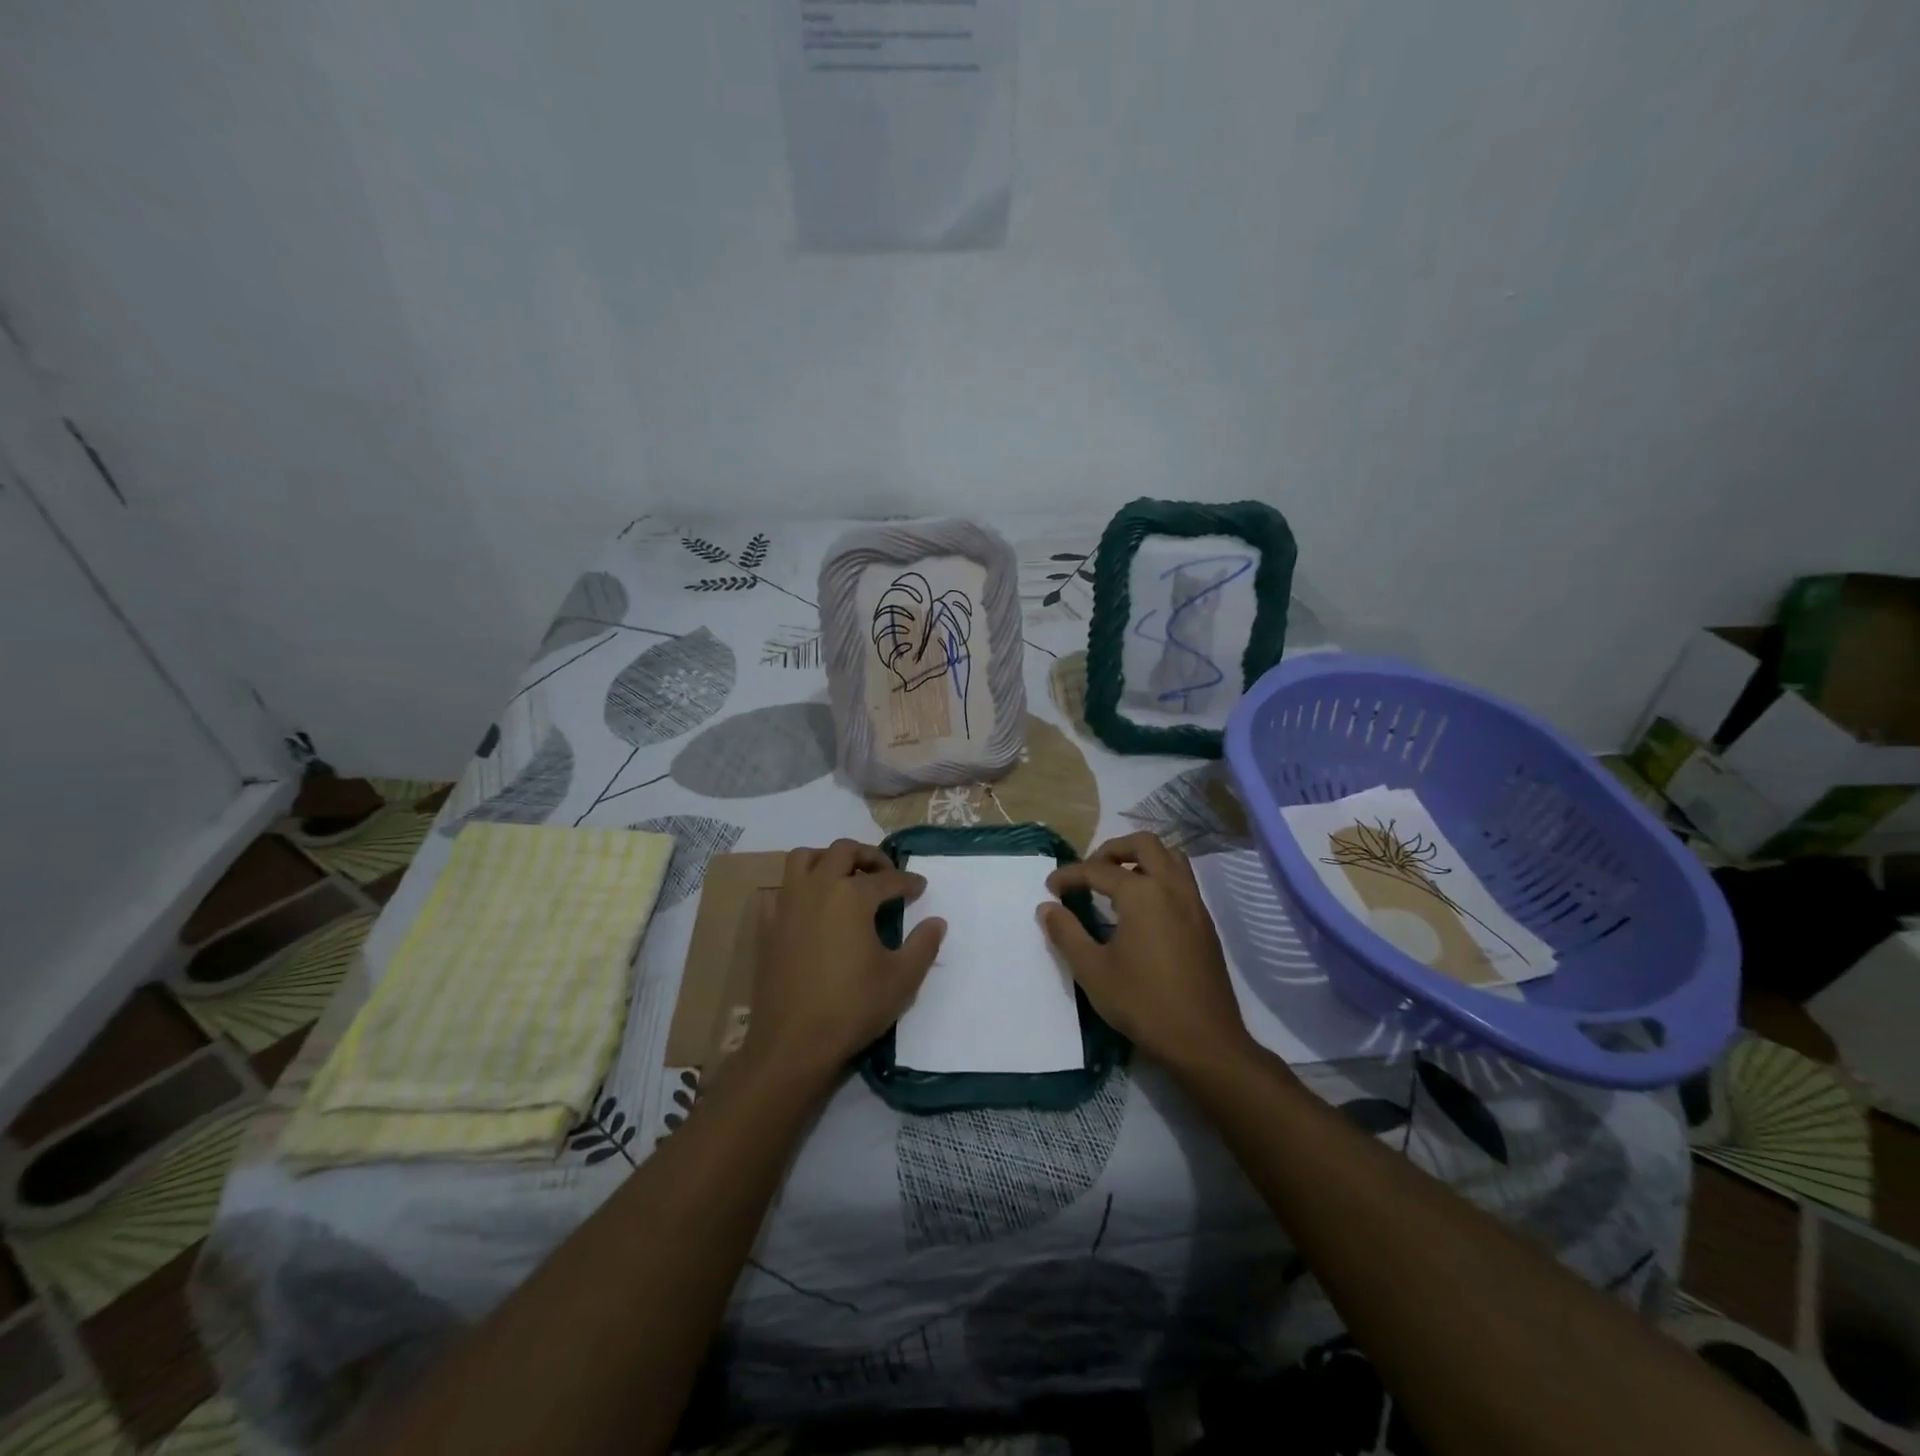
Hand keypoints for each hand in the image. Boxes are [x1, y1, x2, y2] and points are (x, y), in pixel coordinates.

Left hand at [747, 839, 944, 1085]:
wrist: (792, 1043)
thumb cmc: (852, 1007)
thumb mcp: (902, 979)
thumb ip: (924, 945)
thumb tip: (937, 922)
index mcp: (852, 895)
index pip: (888, 878)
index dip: (908, 882)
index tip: (920, 888)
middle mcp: (818, 887)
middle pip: (844, 851)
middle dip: (869, 857)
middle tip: (885, 874)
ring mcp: (787, 904)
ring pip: (804, 858)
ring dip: (828, 859)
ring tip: (844, 878)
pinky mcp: (767, 925)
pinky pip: (781, 890)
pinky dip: (798, 888)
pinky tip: (811, 909)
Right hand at [1039, 831, 1254, 1075]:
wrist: (1204, 1041)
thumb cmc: (1142, 1003)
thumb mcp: (1092, 970)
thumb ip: (1066, 933)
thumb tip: (1047, 908)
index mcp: (1142, 893)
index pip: (1098, 870)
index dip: (1070, 875)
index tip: (1050, 888)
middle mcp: (1172, 887)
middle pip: (1143, 844)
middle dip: (1111, 850)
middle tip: (1089, 872)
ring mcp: (1194, 903)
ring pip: (1171, 857)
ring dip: (1141, 858)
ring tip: (1117, 880)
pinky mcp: (1205, 923)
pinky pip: (1182, 880)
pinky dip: (1159, 876)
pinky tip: (1143, 907)